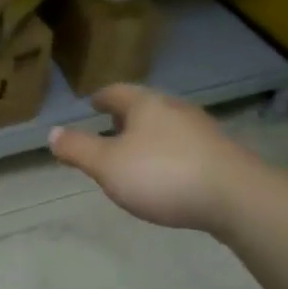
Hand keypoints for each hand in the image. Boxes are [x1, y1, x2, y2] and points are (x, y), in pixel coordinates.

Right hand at [47, 84, 253, 232]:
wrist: (236, 196)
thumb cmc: (163, 175)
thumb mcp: (108, 165)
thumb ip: (78, 149)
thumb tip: (51, 133)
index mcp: (145, 104)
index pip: (116, 92)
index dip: (101, 98)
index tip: (91, 103)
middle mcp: (174, 108)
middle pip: (144, 106)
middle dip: (125, 116)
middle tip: (109, 127)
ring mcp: (201, 130)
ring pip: (166, 126)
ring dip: (148, 136)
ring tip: (136, 154)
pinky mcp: (220, 154)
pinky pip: (185, 146)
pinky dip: (169, 153)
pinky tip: (167, 174)